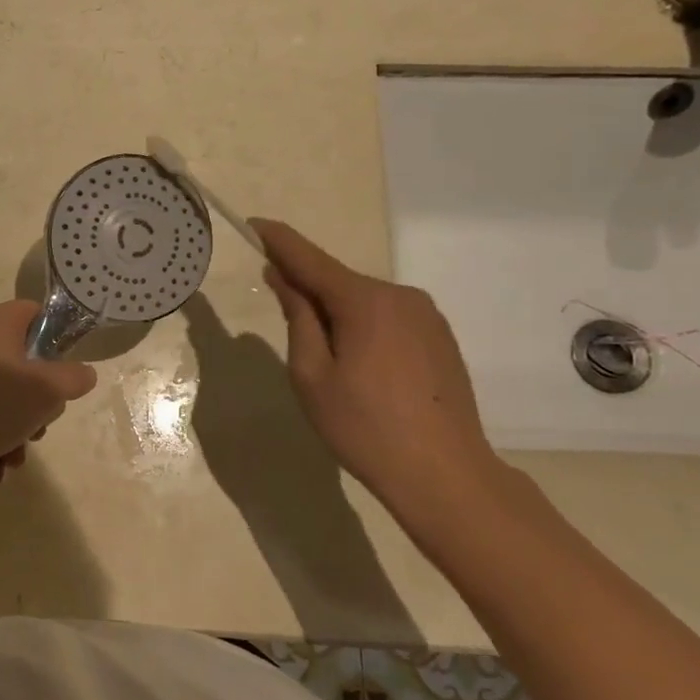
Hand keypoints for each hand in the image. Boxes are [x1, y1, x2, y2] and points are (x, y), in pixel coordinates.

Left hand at [0, 301, 97, 482]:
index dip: (57, 339)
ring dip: (17, 433)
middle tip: (39, 424)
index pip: (36, 314)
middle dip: (38, 404)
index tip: (66, 371)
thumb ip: (73, 378)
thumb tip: (82, 373)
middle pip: (24, 366)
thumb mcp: (45, 389)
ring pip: (4, 402)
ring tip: (13, 457)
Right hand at [251, 218, 507, 517]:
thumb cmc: (364, 427)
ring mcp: (427, 316)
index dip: (280, 242)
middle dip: (307, 287)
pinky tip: (359, 365)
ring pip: (364, 301)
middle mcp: (401, 296)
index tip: (254, 225)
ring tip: (323, 357)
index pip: (311, 259)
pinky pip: (387, 317)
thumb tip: (283, 277)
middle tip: (280, 311)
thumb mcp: (312, 375)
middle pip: (339, 281)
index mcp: (365, 301)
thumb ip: (298, 318)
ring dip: (336, 312)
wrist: (445, 474)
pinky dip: (362, 326)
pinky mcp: (440, 337)